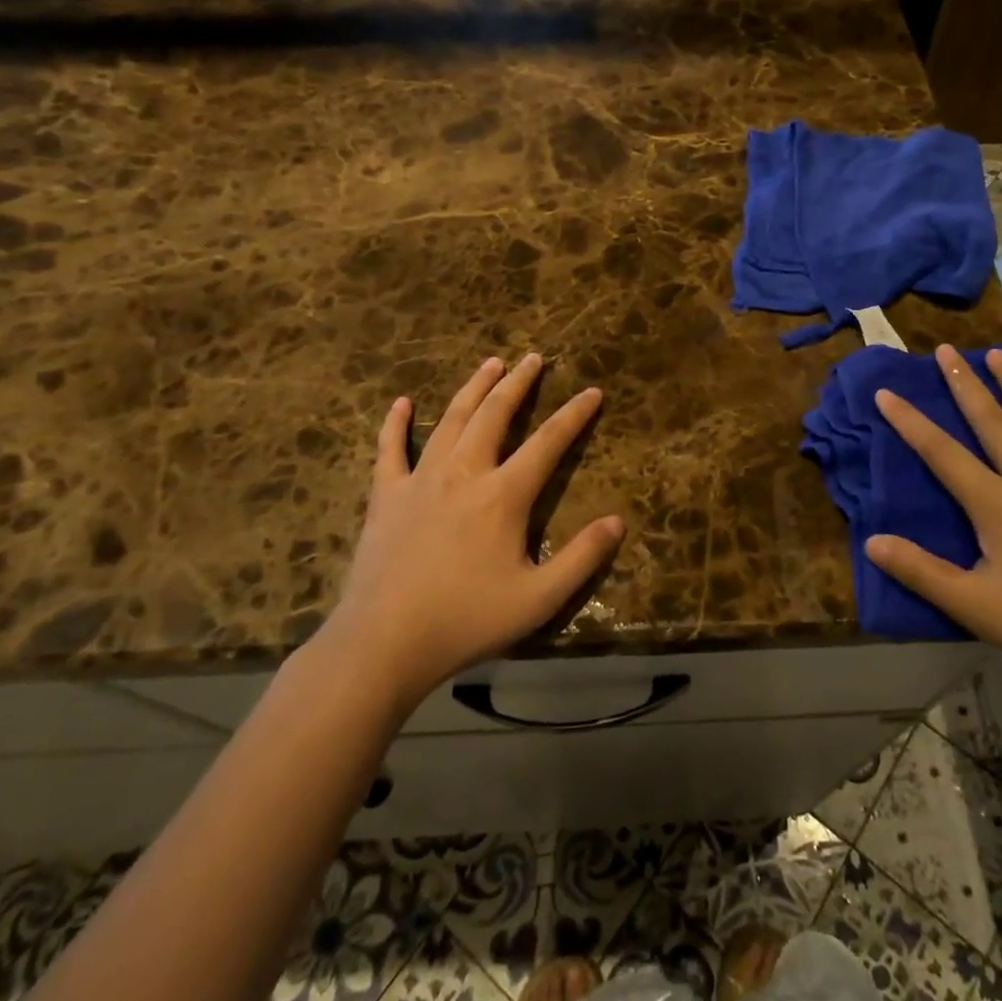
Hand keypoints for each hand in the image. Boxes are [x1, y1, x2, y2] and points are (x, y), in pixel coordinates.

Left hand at [318, 353, 623, 706]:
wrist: (383, 642)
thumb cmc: (466, 619)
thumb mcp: (538, 598)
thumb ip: (582, 558)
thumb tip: (618, 521)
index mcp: (503, 494)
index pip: (548, 442)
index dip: (574, 415)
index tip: (592, 391)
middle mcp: (464, 472)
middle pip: (495, 414)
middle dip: (519, 383)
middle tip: (533, 358)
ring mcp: (420, 479)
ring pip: (451, 419)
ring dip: (473, 388)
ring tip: (490, 363)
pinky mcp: (386, 496)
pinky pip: (390, 449)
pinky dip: (396, 424)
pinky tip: (401, 403)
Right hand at [867, 344, 1001, 702]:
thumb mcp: (975, 606)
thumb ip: (921, 571)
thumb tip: (871, 542)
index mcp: (996, 502)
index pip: (941, 452)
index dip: (909, 422)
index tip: (885, 392)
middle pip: (992, 420)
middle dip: (965, 383)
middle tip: (947, 350)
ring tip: (1001, 356)